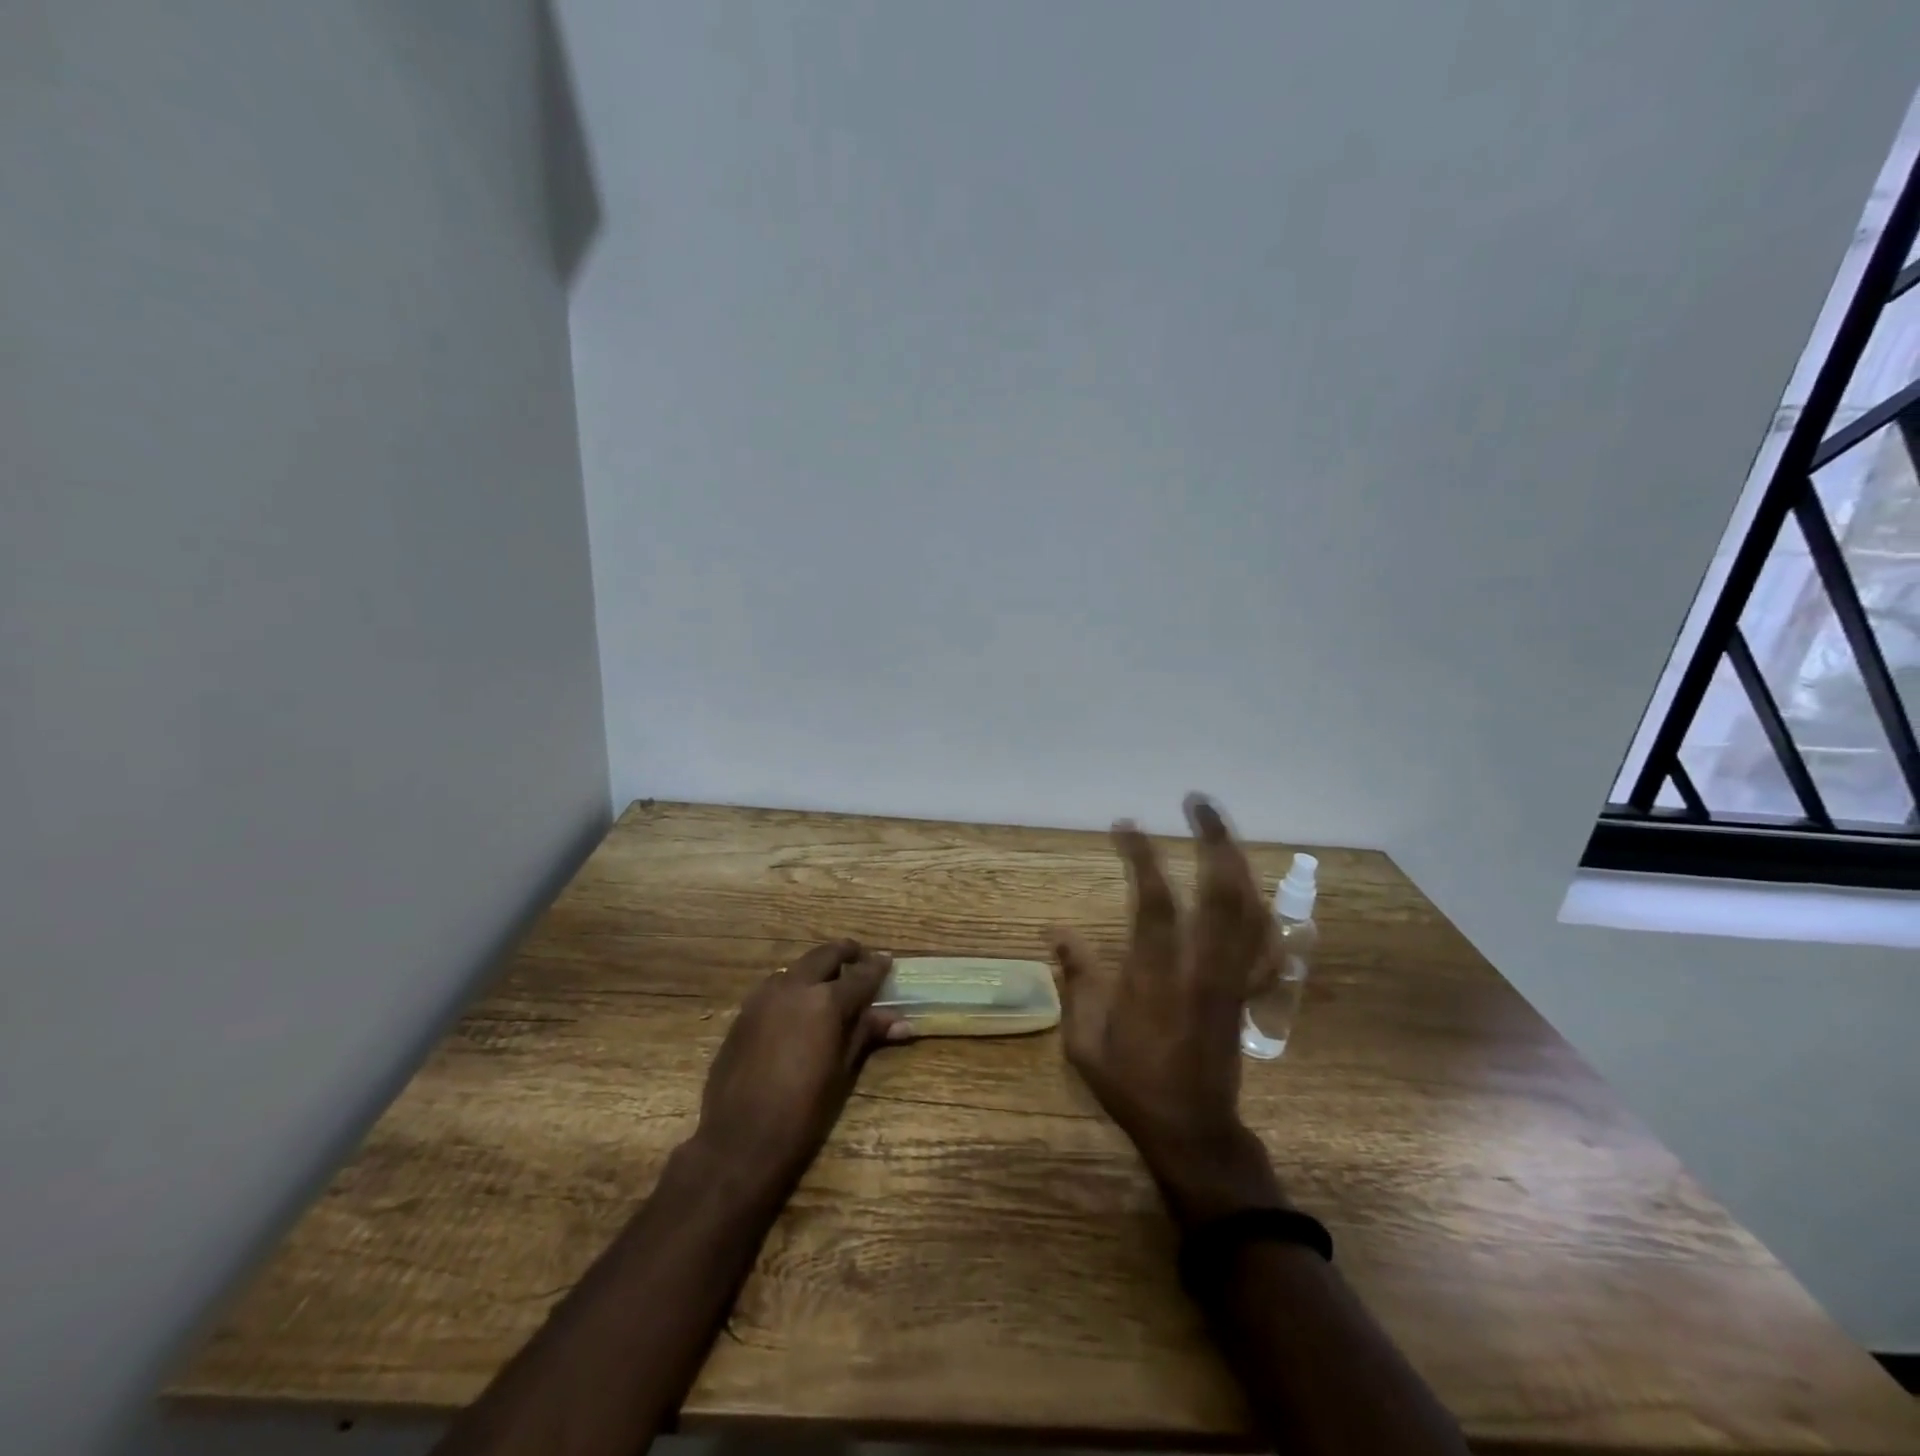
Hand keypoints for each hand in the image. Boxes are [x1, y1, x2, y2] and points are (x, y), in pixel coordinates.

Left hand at [693, 940, 908, 1193]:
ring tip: (830, 982)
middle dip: (846, 953)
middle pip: (825, 955)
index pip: (861, 976)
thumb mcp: (842, 1072)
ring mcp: (764, 996)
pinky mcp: (744, 1011)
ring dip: (816, 968)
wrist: (739, 1139)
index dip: (877, 967)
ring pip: (797, 967)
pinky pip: (775, 986)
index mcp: (826, 1001)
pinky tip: (798, 1006)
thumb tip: (902, 1021)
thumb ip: (866, 1034)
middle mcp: (795, 987)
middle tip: (860, 958)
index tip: (888, 960)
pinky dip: (793, 986)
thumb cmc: (802, 1112)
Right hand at [1051, 796, 1286, 1228]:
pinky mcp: (1246, 991)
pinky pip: (1267, 944)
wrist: (1193, 1132)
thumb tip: (1055, 929)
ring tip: (1219, 831)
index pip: (1155, 902)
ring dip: (1238, 862)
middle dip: (1214, 839)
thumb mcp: (1085, 1040)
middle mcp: (1203, 969)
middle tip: (1197, 803)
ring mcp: (1233, 979)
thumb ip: (1075, 979)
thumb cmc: (1132, 1086)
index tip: (1126, 825)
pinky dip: (1263, 911)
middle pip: (1222, 892)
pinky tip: (1252, 892)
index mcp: (1157, 979)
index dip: (1141, 857)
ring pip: (1250, 910)